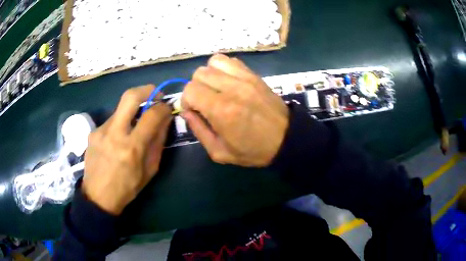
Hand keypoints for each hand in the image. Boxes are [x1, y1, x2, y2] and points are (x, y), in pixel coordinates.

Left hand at [82, 85, 171, 214]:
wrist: (98, 196)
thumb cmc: (128, 187)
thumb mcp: (150, 170)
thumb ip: (158, 142)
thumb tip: (165, 119)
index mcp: (132, 147)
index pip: (152, 114)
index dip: (163, 106)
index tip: (167, 107)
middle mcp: (114, 133)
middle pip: (130, 96)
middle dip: (147, 90)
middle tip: (155, 94)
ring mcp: (100, 131)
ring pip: (120, 108)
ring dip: (131, 111)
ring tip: (134, 126)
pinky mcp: (92, 132)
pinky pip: (111, 121)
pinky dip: (119, 124)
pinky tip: (117, 138)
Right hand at [181, 54, 288, 166]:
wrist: (286, 139)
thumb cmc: (253, 150)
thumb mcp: (220, 152)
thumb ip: (198, 130)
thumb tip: (186, 111)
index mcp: (221, 110)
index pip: (190, 90)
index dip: (186, 101)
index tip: (193, 111)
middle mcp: (231, 89)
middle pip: (199, 73)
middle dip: (195, 88)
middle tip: (204, 102)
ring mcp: (245, 78)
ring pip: (213, 62)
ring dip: (208, 75)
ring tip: (215, 89)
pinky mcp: (254, 75)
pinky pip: (230, 60)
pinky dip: (223, 68)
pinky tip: (227, 82)